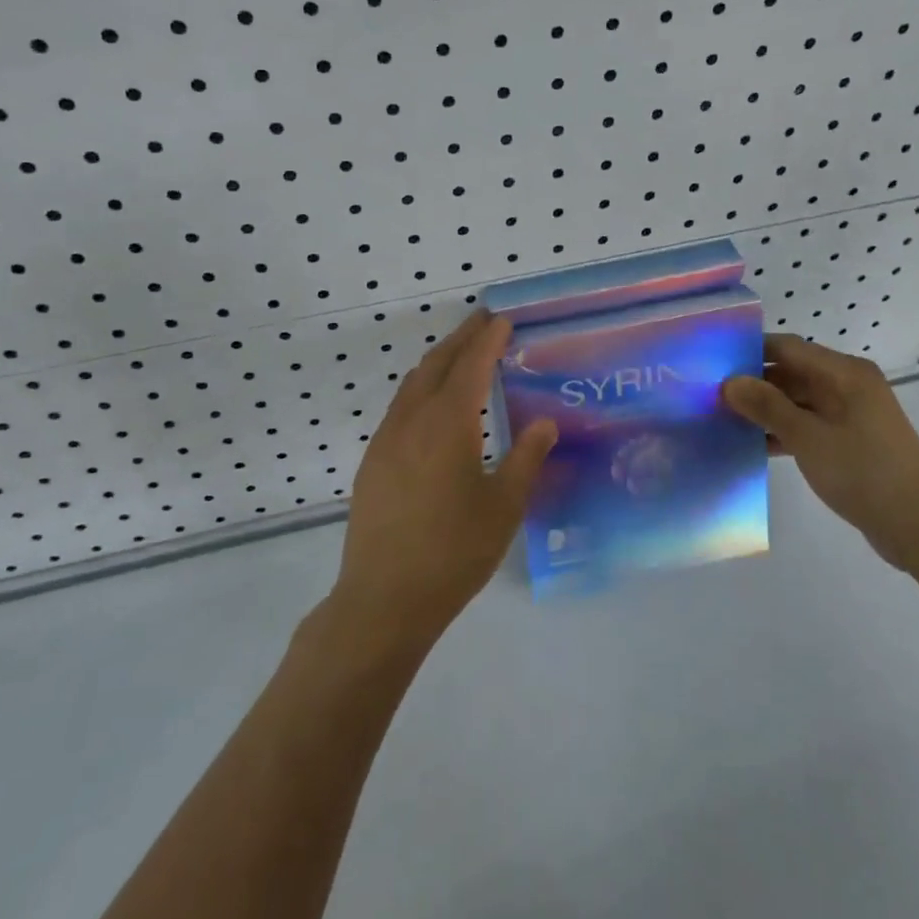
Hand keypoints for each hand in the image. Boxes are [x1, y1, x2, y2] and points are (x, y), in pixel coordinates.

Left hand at [331, 309, 557, 644]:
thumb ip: (526, 458)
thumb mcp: (503, 506)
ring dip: (438, 362)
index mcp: (448, 423)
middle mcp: (412, 420)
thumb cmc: (454, 551)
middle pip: (436, 363)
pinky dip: (421, 389)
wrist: (384, 598)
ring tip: (461, 356)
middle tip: (483, 321)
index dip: (488, 339)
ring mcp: (386, 439)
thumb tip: (545, 423)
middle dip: (461, 338)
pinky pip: (400, 407)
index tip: (503, 319)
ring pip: (412, 384)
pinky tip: (434, 408)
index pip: (471, 365)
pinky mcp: (373, 461)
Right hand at [724, 334, 918, 570]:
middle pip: (791, 373)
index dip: (749, 352)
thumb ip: (766, 406)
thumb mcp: (807, 437)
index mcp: (843, 372)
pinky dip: (783, 430)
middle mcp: (847, 385)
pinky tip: (752, 444)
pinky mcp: (850, 440)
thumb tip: (729, 382)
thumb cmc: (863, 471)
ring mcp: (850, 414)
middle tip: (709, 395)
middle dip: (753, 383)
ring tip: (721, 419)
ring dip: (765, 410)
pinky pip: (808, 424)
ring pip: (797, 400)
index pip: (786, 347)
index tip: (711, 363)